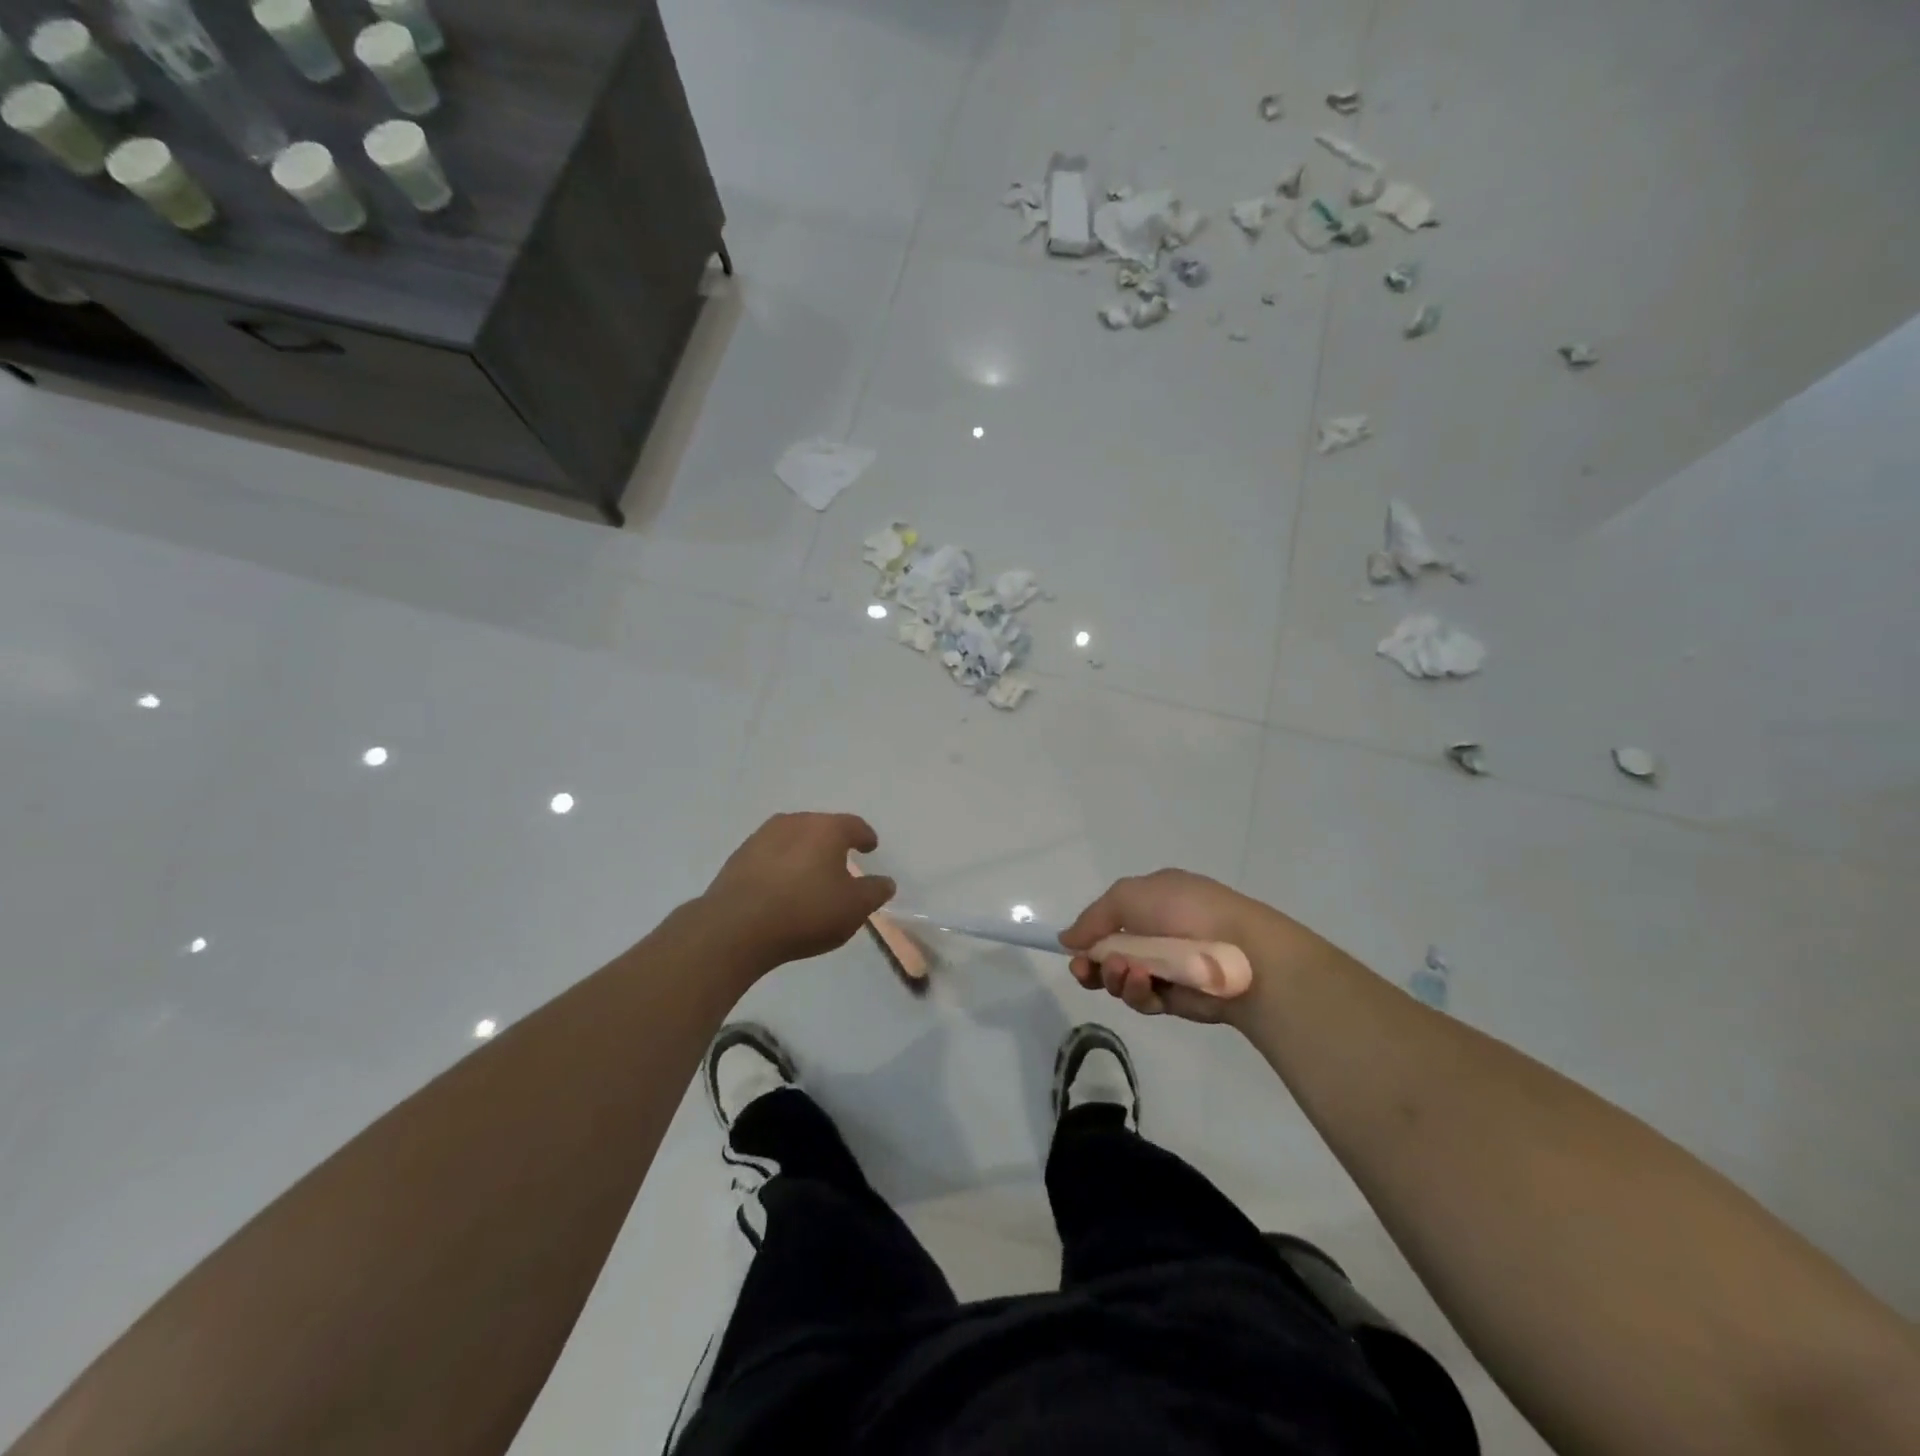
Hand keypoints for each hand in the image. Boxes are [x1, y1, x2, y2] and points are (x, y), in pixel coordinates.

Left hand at [702, 813, 896, 969]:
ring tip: (810, 875)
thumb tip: (885, 881)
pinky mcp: (739, 857)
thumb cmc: (805, 912)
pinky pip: (770, 855)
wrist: (735, 927)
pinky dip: (781, 865)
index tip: (870, 847)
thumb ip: (874, 892)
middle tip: (841, 862)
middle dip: (833, 843)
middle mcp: (795, 822)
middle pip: (821, 827)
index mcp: (827, 829)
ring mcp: (762, 837)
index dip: (865, 837)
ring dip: (804, 853)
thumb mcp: (853, 908)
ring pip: (793, 839)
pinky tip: (782, 886)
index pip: (854, 825)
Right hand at [1059, 869, 1326, 1025]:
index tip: (1072, 950)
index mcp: (1153, 900)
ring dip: (1115, 976)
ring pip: (1123, 979)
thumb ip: (1093, 917)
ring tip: (1124, 971)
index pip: (1111, 919)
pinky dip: (1138, 992)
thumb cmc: (1185, 911)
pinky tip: (1143, 983)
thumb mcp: (1128, 895)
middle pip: (1110, 953)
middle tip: (1083, 970)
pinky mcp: (1177, 998)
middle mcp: (1159, 932)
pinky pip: (1145, 998)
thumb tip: (1066, 938)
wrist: (1242, 952)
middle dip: (1093, 963)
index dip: (1089, 936)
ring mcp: (1168, 966)